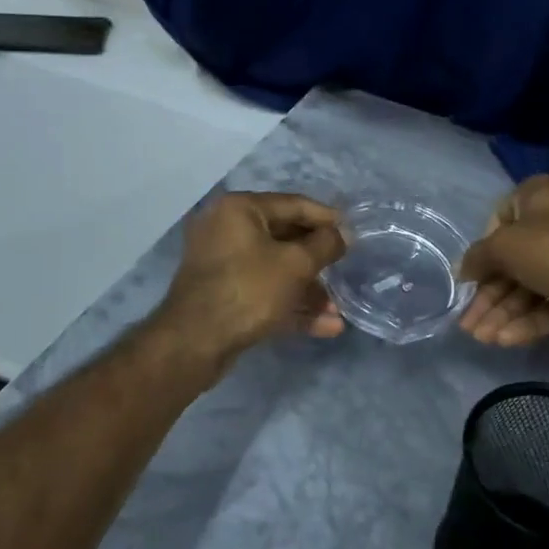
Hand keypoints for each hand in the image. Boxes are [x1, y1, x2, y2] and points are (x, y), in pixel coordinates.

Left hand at [159, 192, 347, 359]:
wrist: (194, 343)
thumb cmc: (249, 289)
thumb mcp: (295, 264)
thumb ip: (325, 245)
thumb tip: (343, 234)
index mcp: (240, 209)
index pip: (294, 204)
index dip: (327, 219)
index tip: (354, 233)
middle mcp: (227, 229)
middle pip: (285, 238)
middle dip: (318, 261)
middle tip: (346, 270)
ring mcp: (223, 264)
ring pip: (276, 271)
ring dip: (309, 290)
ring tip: (339, 310)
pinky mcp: (225, 296)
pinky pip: (264, 292)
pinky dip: (291, 306)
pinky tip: (326, 326)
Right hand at [457, 175, 548, 345]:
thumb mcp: (505, 247)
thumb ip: (479, 258)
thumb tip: (462, 269)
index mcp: (536, 198)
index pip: (498, 222)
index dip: (482, 253)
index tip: (469, 280)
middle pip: (514, 262)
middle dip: (490, 296)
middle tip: (469, 324)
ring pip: (532, 287)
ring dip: (505, 313)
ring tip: (483, 339)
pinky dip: (531, 320)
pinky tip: (507, 340)